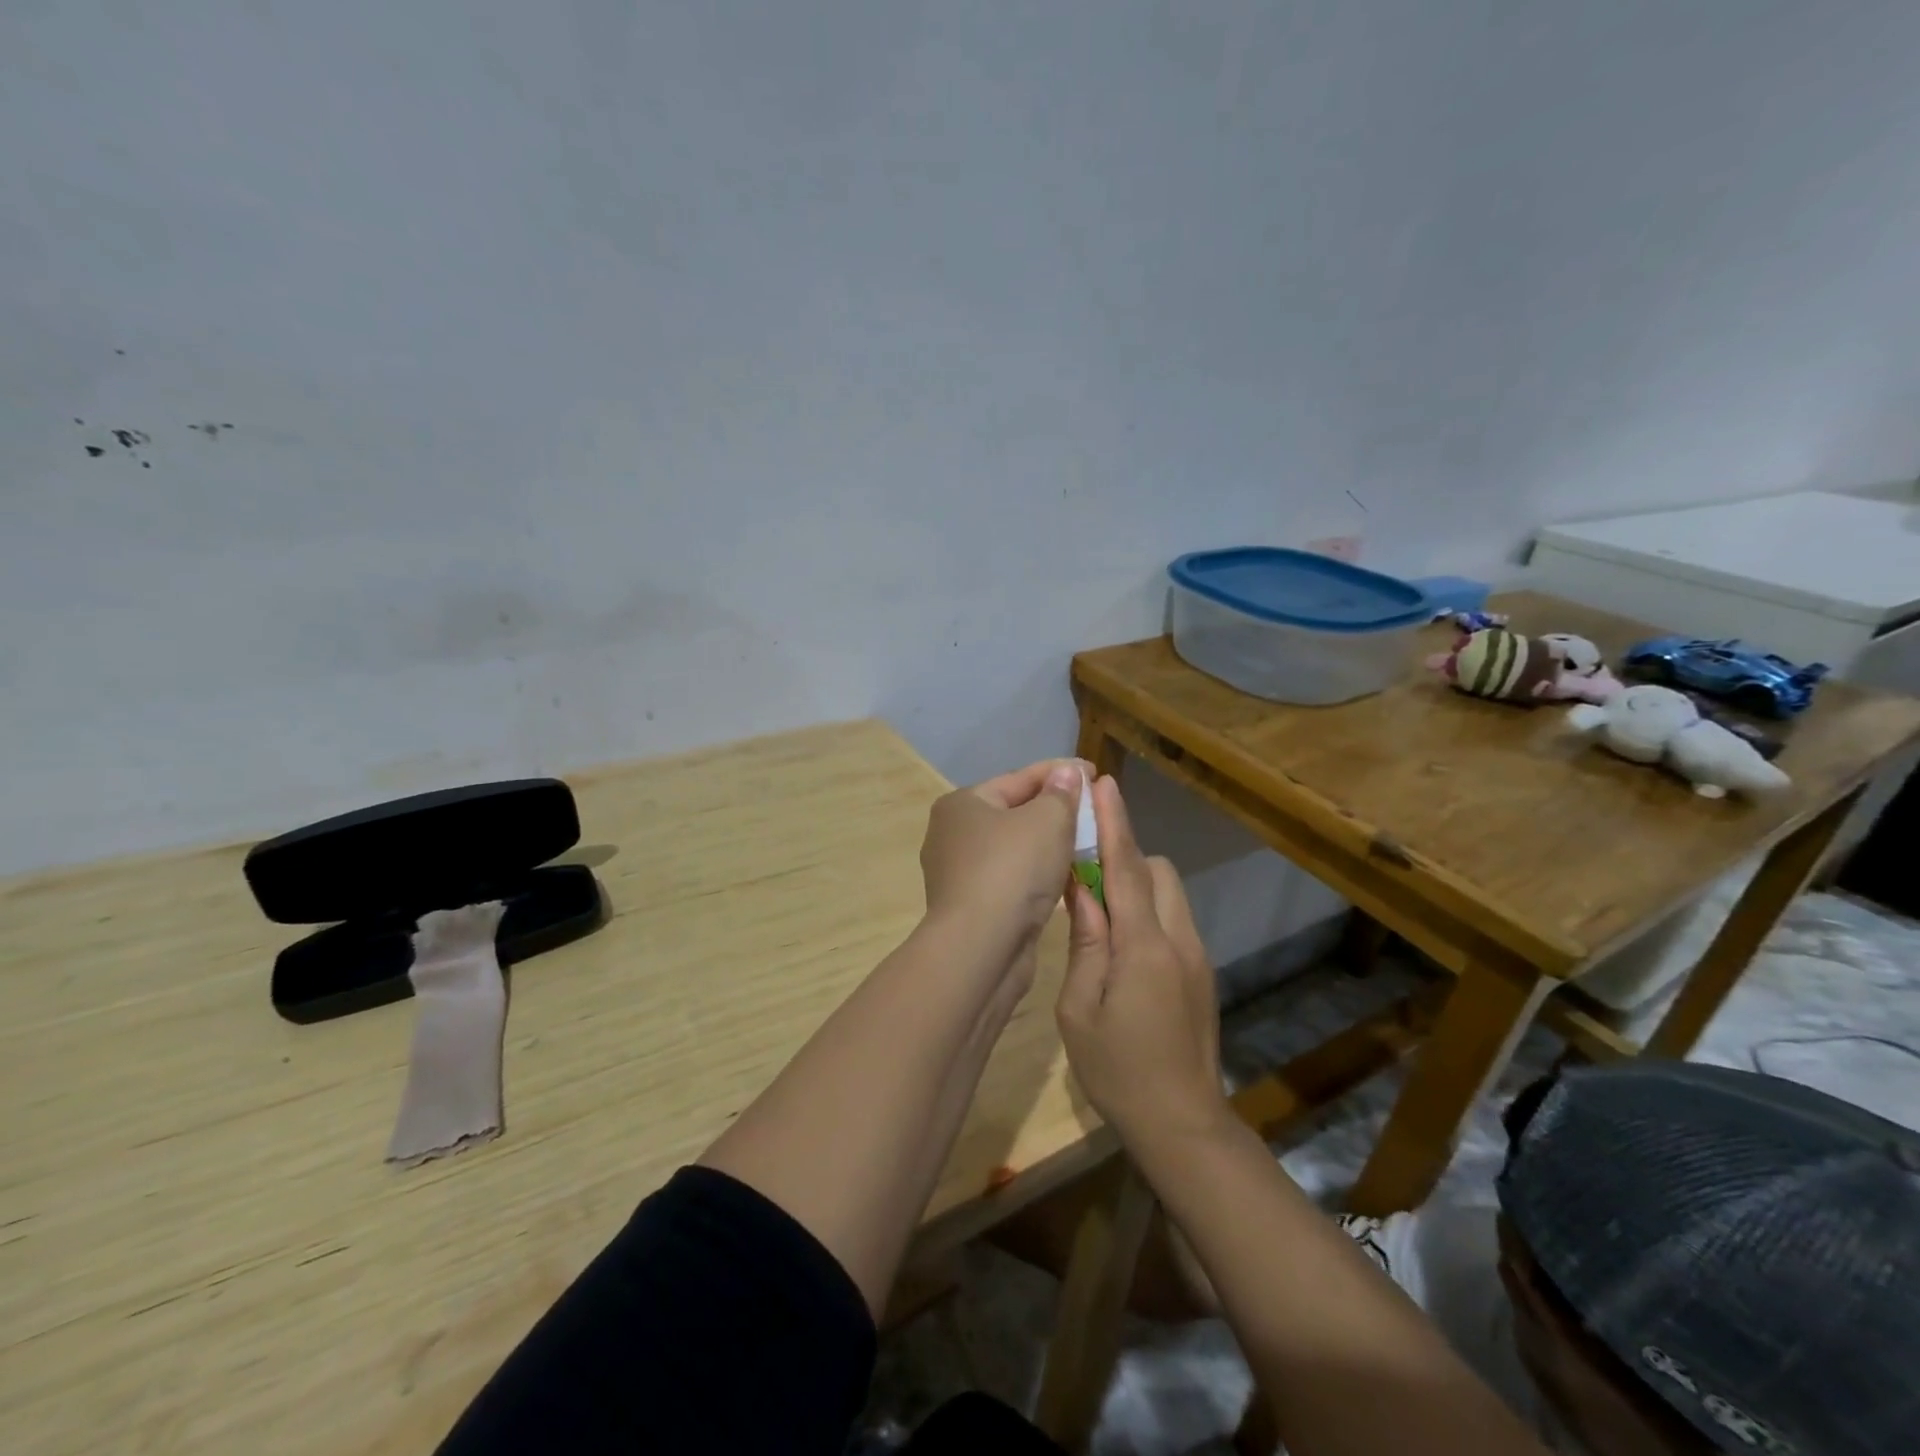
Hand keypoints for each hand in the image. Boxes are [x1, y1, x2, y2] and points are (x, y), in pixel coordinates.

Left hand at [919, 758, 1085, 956]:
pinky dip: (1038, 873)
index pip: (1019, 778)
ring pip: (1015, 849)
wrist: (980, 949)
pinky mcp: (972, 907)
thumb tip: (1067, 773)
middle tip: (1092, 808)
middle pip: (1014, 812)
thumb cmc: (1012, 871)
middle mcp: (953, 834)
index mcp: (962, 804)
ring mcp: (959, 874)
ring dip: (1048, 844)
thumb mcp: (1047, 821)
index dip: (1060, 772)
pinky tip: (1064, 876)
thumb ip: (1061, 794)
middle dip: (1054, 809)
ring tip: (1086, 841)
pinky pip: (1012, 879)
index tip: (1095, 771)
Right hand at [1056, 774, 1225, 1145]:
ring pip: (1168, 893)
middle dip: (1124, 858)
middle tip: (1084, 877)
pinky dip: (1147, 912)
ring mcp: (1197, 955)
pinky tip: (1122, 948)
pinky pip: (1173, 919)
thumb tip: (1079, 887)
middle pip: (1156, 871)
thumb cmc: (1118, 1069)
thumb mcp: (1079, 1008)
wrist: (1183, 1123)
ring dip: (1136, 886)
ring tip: (1100, 915)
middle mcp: (1179, 939)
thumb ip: (1084, 941)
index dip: (1114, 822)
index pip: (1126, 867)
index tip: (1103, 784)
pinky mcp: (1202, 972)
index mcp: (1144, 946)